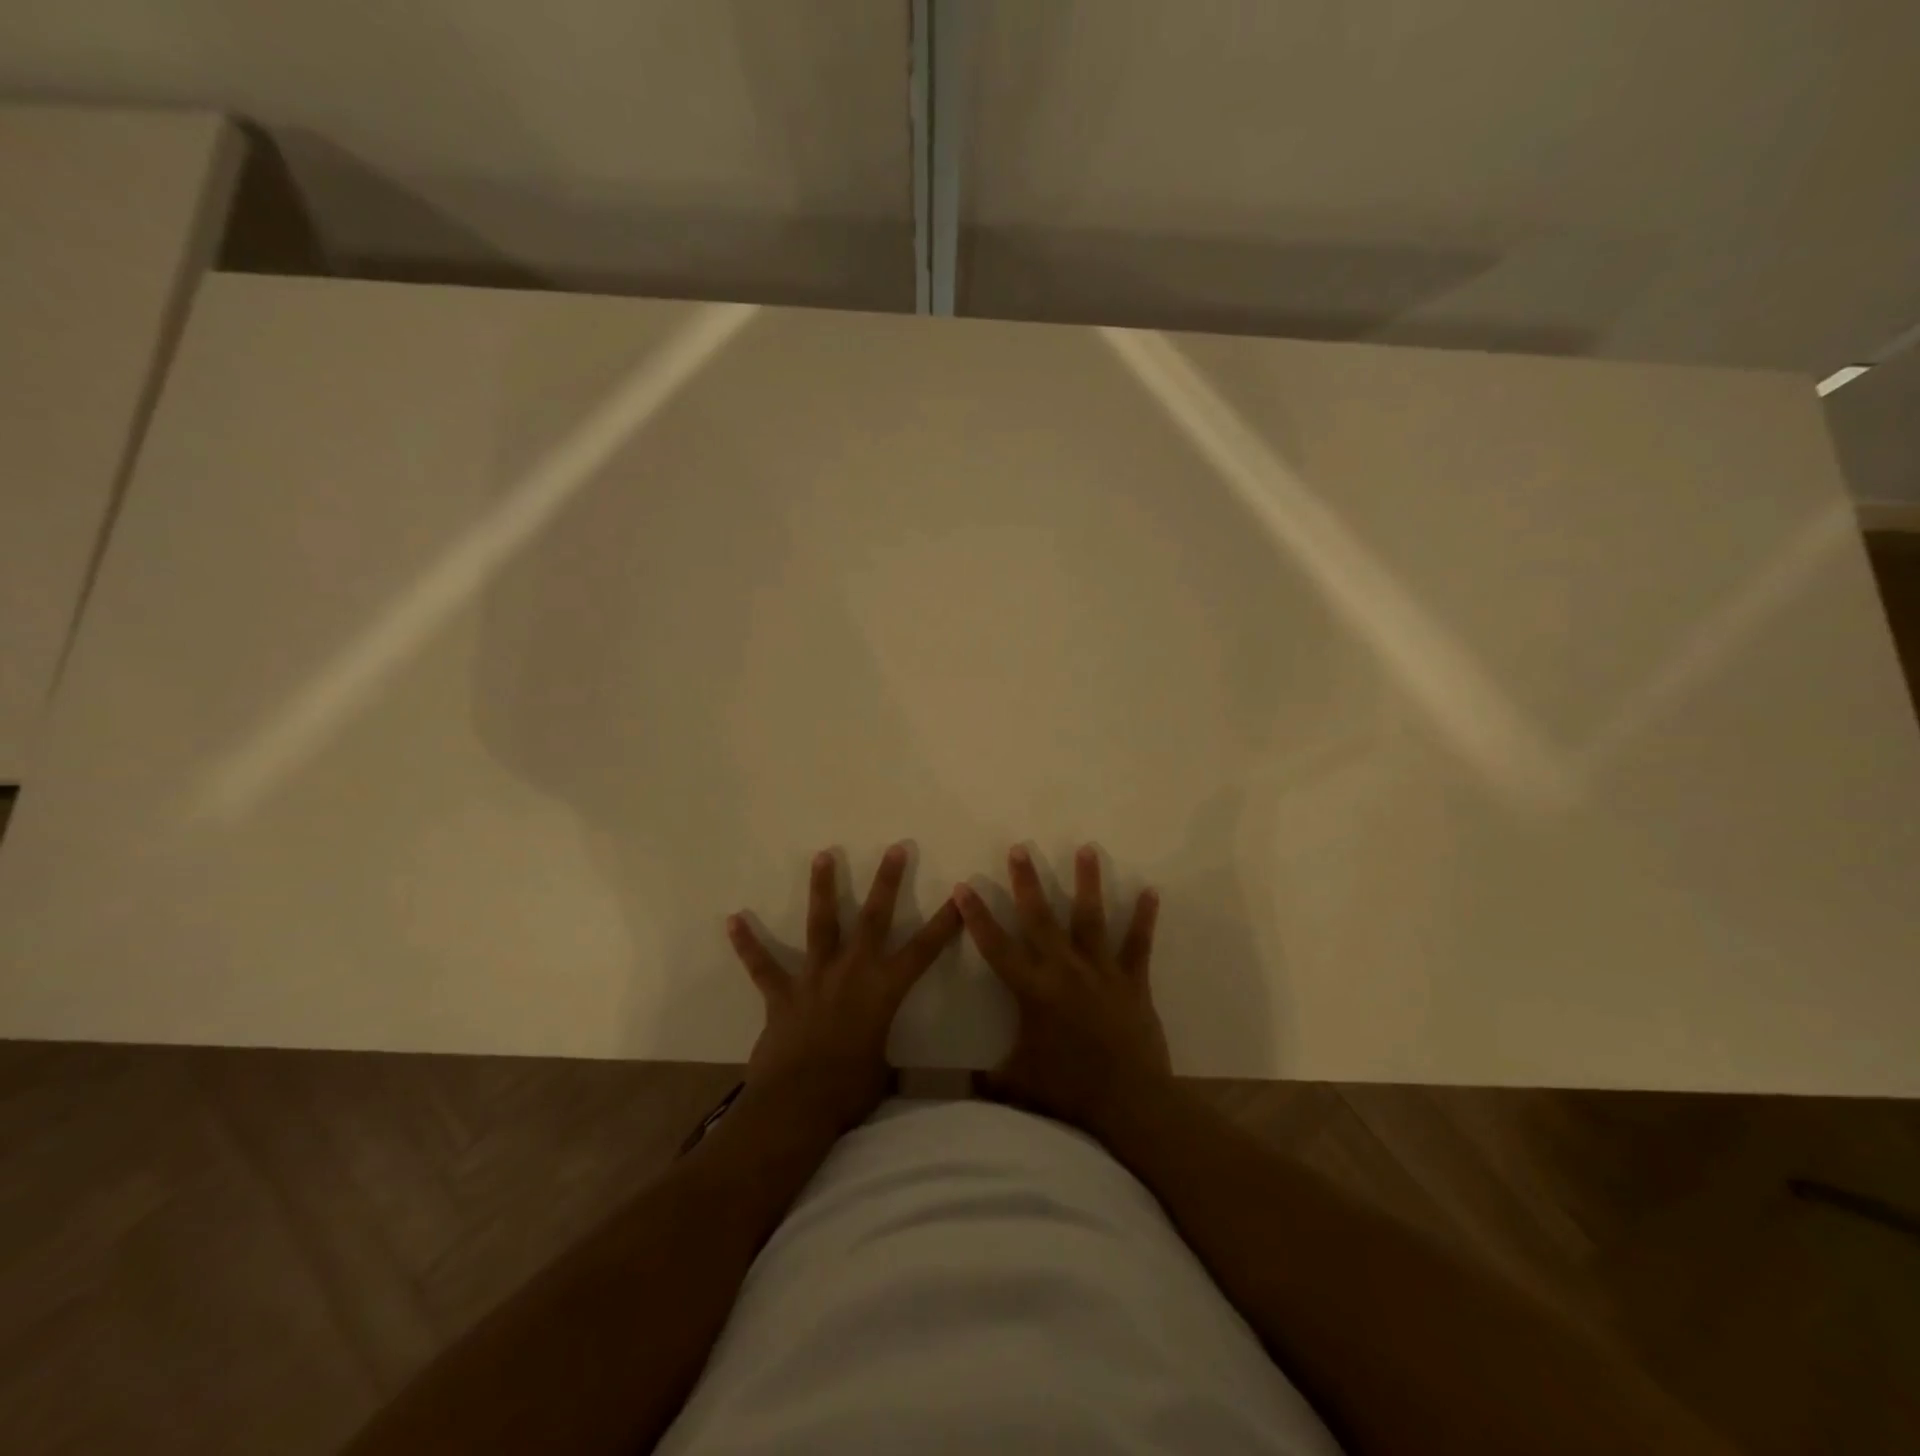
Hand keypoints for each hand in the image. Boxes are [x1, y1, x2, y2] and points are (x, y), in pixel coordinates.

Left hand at [727, 844, 960, 1134]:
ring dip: (823, 888)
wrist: (797, 1104)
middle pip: (874, 919)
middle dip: (887, 882)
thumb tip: (903, 1075)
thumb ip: (891, 1062)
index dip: (944, 924)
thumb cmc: (849, 1092)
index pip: (923, 951)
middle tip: (896, 849)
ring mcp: (814, 978)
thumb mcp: (883, 1075)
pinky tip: (733, 920)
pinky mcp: (781, 993)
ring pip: (821, 924)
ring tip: (823, 854)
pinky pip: (762, 965)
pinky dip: (748, 944)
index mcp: (884, 991)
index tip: (959, 895)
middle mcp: (852, 972)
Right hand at [954, 844, 1170, 1141]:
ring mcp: (1101, 971)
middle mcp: (1064, 970)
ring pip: (1090, 918)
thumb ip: (989, 1079)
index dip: (977, 917)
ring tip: (1087, 848)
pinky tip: (1151, 891)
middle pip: (1040, 918)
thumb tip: (963, 1084)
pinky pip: (1137, 944)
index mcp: (1033, 990)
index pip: (996, 946)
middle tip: (1020, 848)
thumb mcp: (1019, 1085)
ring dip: (1087, 882)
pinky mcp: (1132, 981)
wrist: (1129, 1102)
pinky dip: (1144, 918)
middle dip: (1027, 882)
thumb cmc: (1069, 1091)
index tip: (964, 886)